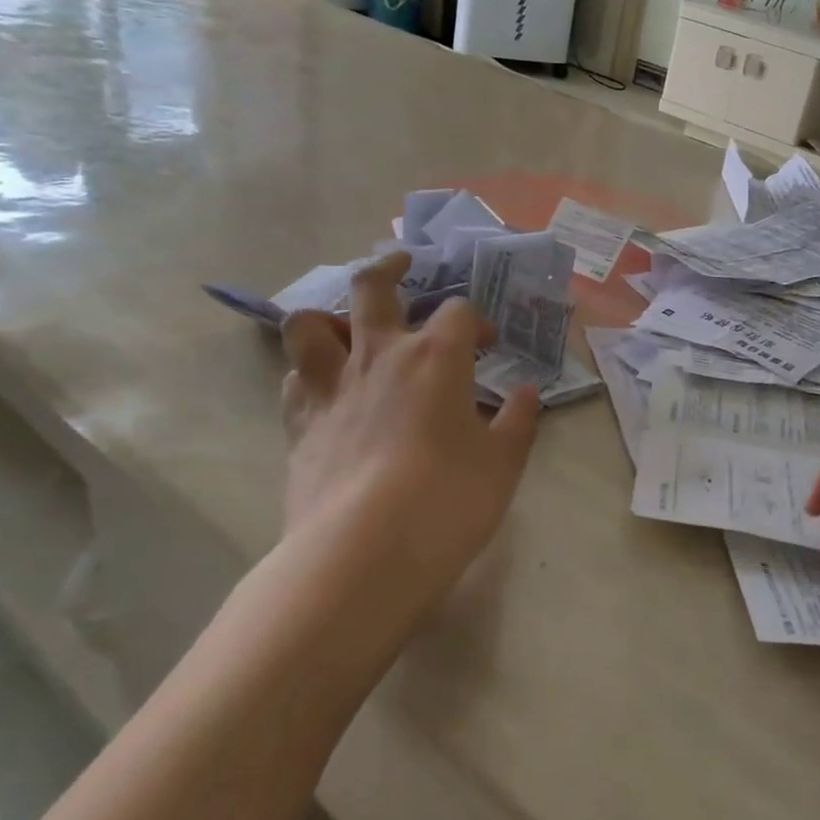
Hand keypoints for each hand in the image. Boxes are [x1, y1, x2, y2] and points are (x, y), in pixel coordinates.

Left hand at [278, 253, 540, 631]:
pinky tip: (325, 390)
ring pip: (310, 323)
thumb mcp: (503, 463)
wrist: (365, 552)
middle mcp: (379, 355)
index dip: (477, 321)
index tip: (488, 345)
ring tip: (346, 328)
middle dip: (390, 268)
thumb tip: (525, 394)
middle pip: (373, 286)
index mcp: (436, 356)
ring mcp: (331, 386)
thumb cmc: (448, 500)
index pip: (459, 312)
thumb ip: (517, 421)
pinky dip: (308, 373)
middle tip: (403, 267)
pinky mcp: (299, 423)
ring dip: (329, 316)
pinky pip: (294, 379)